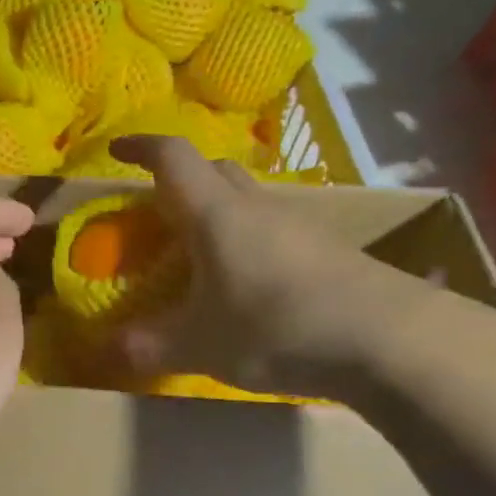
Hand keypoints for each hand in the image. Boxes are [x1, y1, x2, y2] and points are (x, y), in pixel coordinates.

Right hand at [108, 137, 439, 397]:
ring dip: (215, 212)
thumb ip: (146, 346)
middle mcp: (256, 208)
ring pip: (246, 200)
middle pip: (214, 170)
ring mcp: (298, 226)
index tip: (116, 148)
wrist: (391, 341)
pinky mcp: (327, 251)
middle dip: (179, 179)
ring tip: (196, 253)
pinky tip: (244, 282)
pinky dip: (245, 241)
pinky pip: (272, 230)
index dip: (141, 146)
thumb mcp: (198, 345)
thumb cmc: (275, 328)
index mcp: (215, 215)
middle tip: (156, 211)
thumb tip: (105, 349)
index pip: (173, 158)